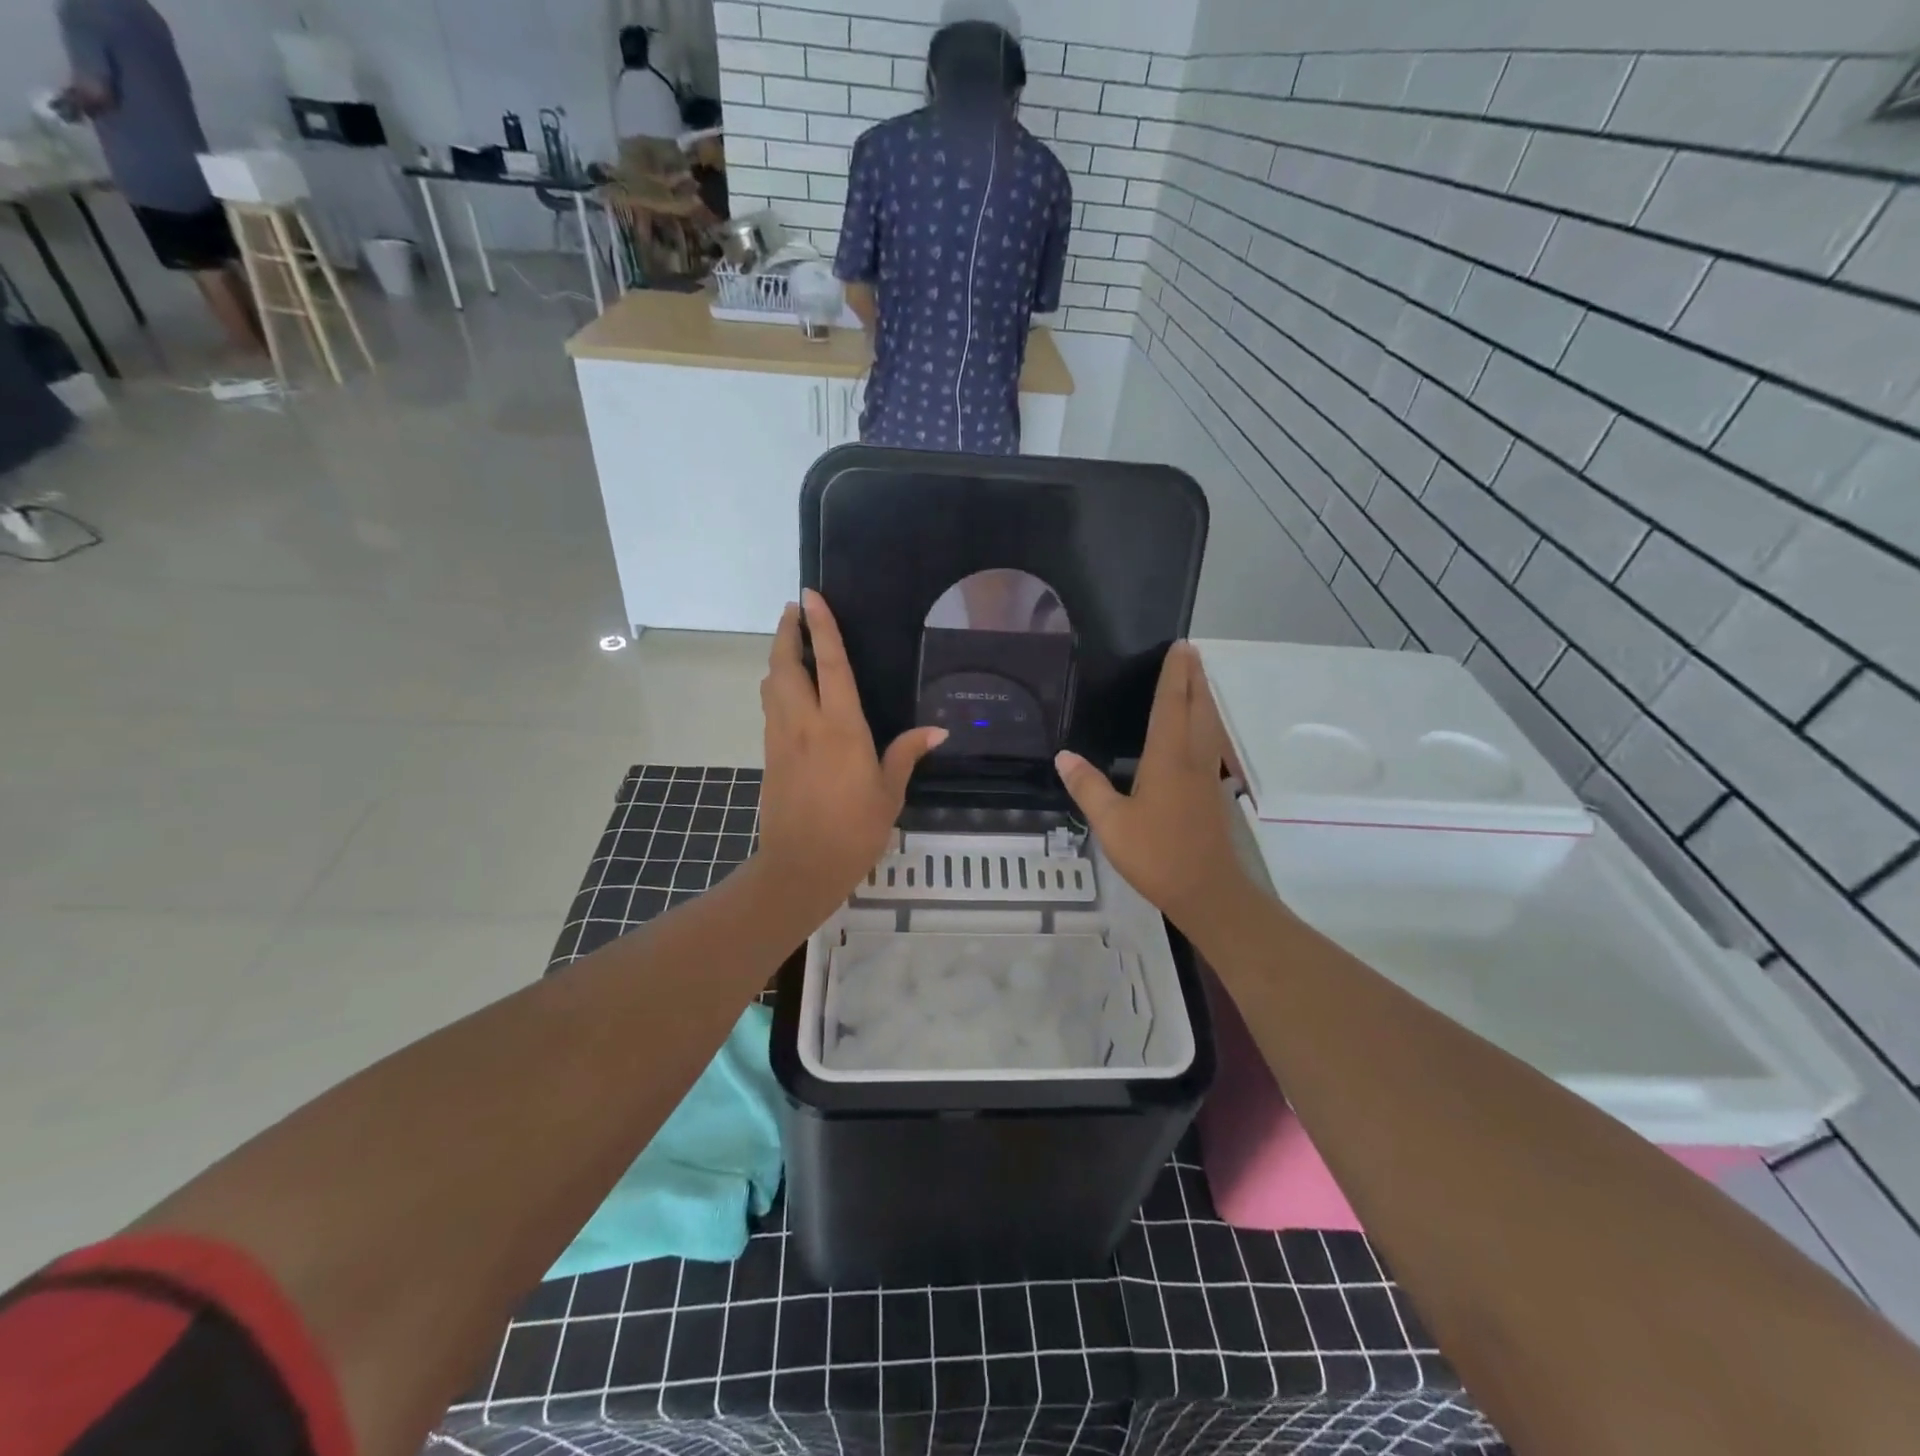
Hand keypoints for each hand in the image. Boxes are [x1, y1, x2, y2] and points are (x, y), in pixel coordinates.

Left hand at [757, 590, 945, 915]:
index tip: (811, 597)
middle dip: (788, 632)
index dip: (823, 628)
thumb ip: (907, 754)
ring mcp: (781, 738)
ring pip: (772, 684)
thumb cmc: (854, 830)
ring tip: (792, 642)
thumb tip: (938, 731)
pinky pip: (771, 707)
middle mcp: (805, 724)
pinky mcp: (769, 754)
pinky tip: (789, 689)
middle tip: (795, 610)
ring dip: (779, 657)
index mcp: (841, 728)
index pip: (831, 666)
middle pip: (787, 665)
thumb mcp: (890, 793)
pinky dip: (777, 686)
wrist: (800, 866)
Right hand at [1055, 642, 1256, 928]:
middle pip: (1198, 706)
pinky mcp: (1213, 791)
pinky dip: (1205, 722)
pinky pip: (1210, 741)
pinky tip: (1196, 731)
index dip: (1175, 674)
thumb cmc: (1157, 855)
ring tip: (1195, 678)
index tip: (1179, 646)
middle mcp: (1193, 758)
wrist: (1208, 891)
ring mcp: (1207, 775)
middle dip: (1194, 676)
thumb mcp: (1111, 824)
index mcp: (1169, 758)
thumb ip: (1088, 787)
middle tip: (1189, 651)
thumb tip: (1063, 755)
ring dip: (1203, 696)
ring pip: (1209, 724)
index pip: (1172, 705)